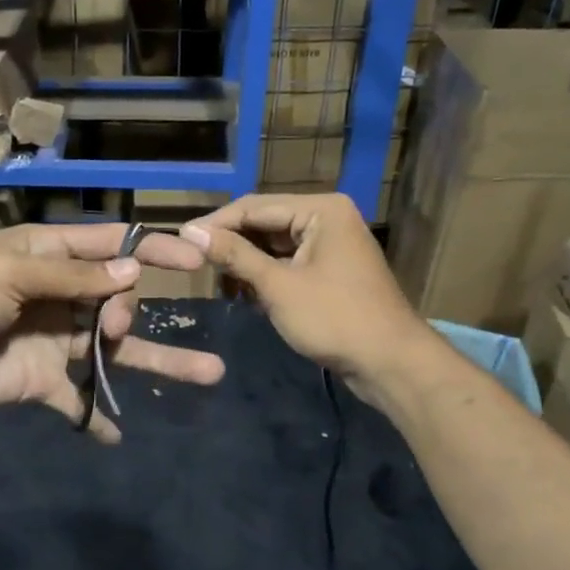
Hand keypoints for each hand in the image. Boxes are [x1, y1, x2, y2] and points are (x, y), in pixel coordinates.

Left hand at [0, 223, 225, 441]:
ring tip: (209, 373)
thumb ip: (72, 277)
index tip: (196, 260)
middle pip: (117, 300)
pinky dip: (96, 417)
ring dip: (157, 362)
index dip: (153, 250)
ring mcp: (52, 341)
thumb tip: (132, 274)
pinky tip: (117, 435)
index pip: (110, 246)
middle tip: (115, 328)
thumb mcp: (10, 273)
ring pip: (114, 350)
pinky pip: (78, 399)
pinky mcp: (40, 382)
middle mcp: (56, 295)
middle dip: (129, 312)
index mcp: (46, 254)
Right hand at [183, 193, 429, 393]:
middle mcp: (327, 218)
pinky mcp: (331, 271)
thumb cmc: (334, 319)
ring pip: (274, 245)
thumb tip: (189, 232)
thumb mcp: (277, 286)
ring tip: (221, 287)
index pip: (254, 206)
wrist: (390, 363)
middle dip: (232, 246)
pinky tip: (246, 296)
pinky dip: (266, 277)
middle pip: (264, 223)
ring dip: (247, 265)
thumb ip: (234, 255)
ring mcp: (331, 245)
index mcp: (320, 209)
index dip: (215, 224)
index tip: (179, 242)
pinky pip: (288, 263)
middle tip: (196, 267)